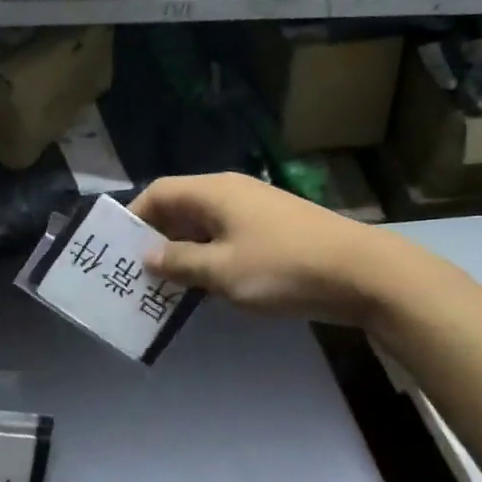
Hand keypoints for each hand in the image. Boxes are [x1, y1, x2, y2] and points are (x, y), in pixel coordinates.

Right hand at [132, 172, 399, 325]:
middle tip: (136, 274)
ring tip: (163, 287)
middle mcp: (232, 194)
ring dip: (183, 254)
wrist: (364, 274)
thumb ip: (180, 262)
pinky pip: (227, 240)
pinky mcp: (274, 233)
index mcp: (214, 192)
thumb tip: (149, 256)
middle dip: (156, 239)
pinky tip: (204, 289)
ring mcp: (255, 212)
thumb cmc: (283, 267)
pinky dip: (209, 259)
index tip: (117, 249)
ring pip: (204, 227)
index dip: (135, 217)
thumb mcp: (222, 271)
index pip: (160, 192)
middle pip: (180, 208)